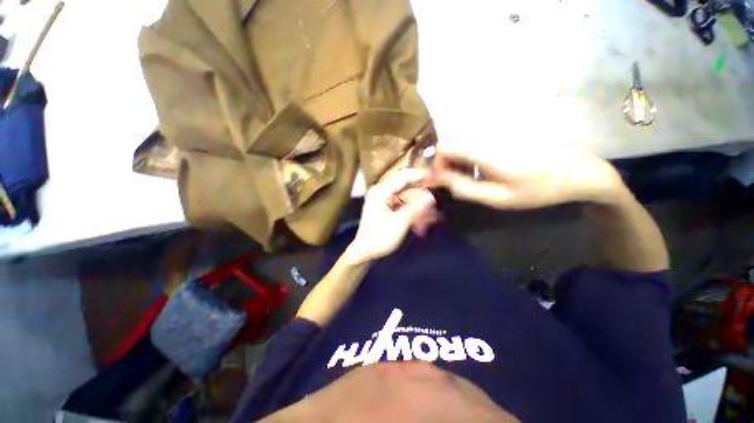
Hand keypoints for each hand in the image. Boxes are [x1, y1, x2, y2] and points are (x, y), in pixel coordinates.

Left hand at [345, 170, 436, 264]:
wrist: (364, 253)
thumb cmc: (379, 239)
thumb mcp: (399, 223)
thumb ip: (416, 207)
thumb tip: (431, 196)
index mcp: (381, 192)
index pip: (404, 177)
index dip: (421, 175)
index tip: (436, 176)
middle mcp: (381, 192)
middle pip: (407, 188)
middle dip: (421, 197)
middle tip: (435, 205)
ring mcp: (384, 200)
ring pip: (407, 198)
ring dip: (418, 207)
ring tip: (431, 220)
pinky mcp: (386, 208)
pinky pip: (403, 205)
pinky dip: (412, 212)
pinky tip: (421, 223)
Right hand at [428, 144, 625, 209]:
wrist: (579, 171)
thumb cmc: (539, 189)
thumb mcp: (499, 198)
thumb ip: (466, 189)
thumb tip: (444, 181)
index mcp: (486, 152)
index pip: (445, 146)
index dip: (437, 163)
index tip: (445, 179)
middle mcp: (488, 135)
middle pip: (452, 142)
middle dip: (447, 162)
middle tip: (457, 181)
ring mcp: (498, 130)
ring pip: (463, 140)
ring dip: (458, 158)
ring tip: (471, 176)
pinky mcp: (506, 131)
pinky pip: (477, 139)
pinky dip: (471, 153)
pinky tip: (484, 167)